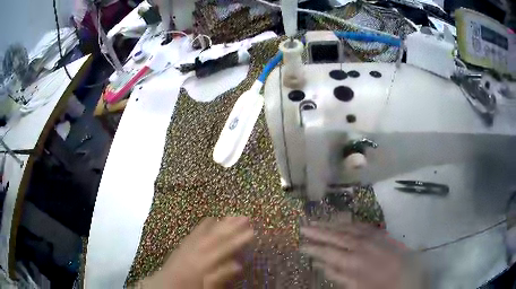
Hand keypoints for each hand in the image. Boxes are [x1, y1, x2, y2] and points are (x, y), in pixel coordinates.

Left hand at [143, 217, 253, 288]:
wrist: (164, 286)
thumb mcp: (206, 288)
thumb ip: (220, 277)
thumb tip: (237, 264)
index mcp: (202, 264)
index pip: (223, 249)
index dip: (238, 240)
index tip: (252, 231)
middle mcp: (194, 252)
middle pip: (215, 237)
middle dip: (231, 227)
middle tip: (245, 217)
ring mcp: (186, 247)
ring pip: (205, 232)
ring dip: (220, 223)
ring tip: (232, 215)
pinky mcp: (181, 245)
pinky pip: (193, 232)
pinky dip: (203, 225)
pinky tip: (210, 219)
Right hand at [301, 222, 406, 288]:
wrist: (408, 275)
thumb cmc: (380, 286)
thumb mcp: (357, 287)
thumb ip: (339, 276)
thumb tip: (322, 265)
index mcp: (354, 261)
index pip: (328, 252)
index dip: (314, 248)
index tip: (301, 245)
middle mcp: (361, 245)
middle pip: (336, 235)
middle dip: (318, 231)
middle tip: (303, 226)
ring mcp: (371, 236)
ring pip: (347, 227)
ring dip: (331, 224)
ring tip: (318, 221)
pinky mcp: (379, 233)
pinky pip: (361, 224)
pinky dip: (348, 221)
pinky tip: (342, 220)